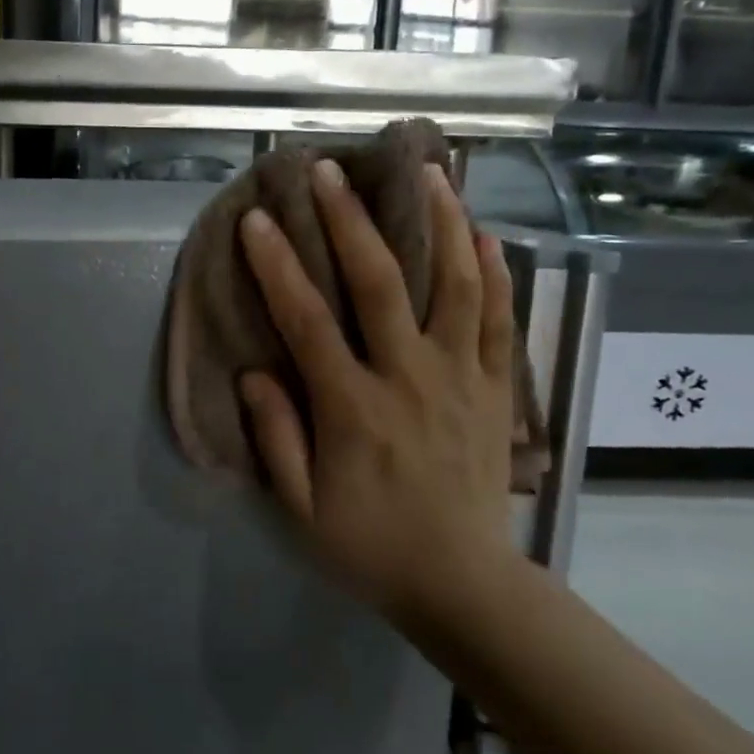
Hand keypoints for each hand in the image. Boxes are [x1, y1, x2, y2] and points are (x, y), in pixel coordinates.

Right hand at [237, 159, 519, 622]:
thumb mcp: (301, 507)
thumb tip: (254, 371)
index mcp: (354, 407)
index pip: (307, 321)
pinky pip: (499, 317)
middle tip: (328, 170)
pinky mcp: (494, 386)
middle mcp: (409, 377)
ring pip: (456, 283)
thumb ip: (276, 436)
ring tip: (427, 171)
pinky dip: (495, 270)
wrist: (463, 583)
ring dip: (440, 222)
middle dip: (350, 220)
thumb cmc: (370, 545)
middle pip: (380, 282)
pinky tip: (485, 231)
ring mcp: (459, 376)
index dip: (278, 266)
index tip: (258, 220)